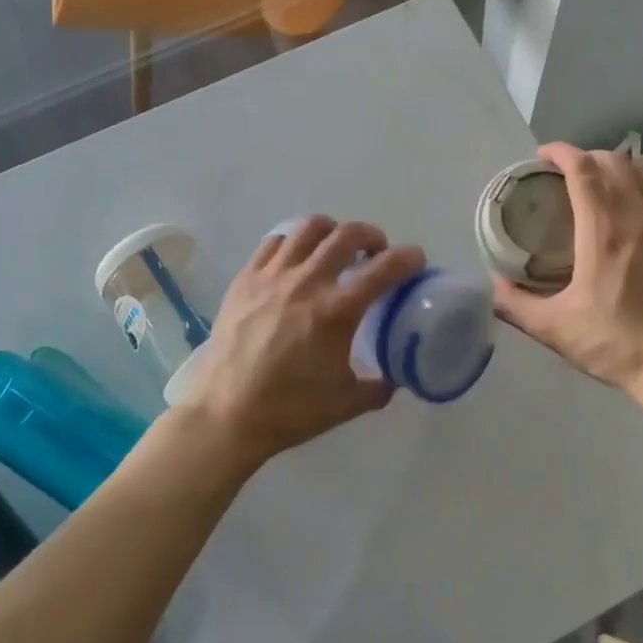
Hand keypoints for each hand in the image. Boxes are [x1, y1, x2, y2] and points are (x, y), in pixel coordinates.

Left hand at [183, 217, 423, 468]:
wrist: (225, 415)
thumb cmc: (290, 410)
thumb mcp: (348, 403)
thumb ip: (380, 385)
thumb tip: (397, 375)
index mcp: (337, 311)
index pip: (385, 268)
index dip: (408, 258)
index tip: (416, 259)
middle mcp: (308, 282)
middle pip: (348, 235)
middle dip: (371, 236)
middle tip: (375, 252)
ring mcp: (273, 276)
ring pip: (309, 228)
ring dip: (332, 232)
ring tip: (336, 248)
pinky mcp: (245, 279)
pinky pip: (275, 241)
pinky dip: (294, 242)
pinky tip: (297, 260)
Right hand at [492, 143, 642, 396]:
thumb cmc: (615, 343)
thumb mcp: (555, 329)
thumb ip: (517, 305)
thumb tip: (493, 286)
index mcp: (603, 233)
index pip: (584, 171)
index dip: (562, 153)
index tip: (543, 155)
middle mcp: (635, 219)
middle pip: (615, 162)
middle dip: (587, 155)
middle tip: (565, 171)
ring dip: (616, 165)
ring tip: (597, 181)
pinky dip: (638, 185)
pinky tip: (625, 208)